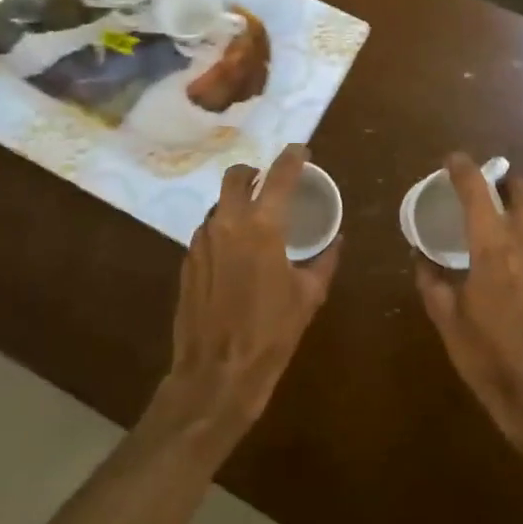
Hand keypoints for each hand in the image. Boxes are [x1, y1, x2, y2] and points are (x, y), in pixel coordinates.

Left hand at [164, 145, 340, 433]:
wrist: (216, 373)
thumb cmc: (270, 334)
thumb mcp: (308, 297)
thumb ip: (324, 261)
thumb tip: (336, 240)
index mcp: (262, 226)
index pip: (279, 176)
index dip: (293, 157)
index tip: (301, 150)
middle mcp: (227, 223)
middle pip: (236, 176)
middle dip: (254, 172)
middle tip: (269, 182)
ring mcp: (202, 240)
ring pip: (219, 204)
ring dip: (238, 203)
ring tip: (255, 222)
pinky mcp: (187, 260)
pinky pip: (208, 230)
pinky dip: (224, 229)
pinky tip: (235, 254)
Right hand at [414, 154, 522, 448]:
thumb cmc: (487, 356)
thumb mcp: (447, 319)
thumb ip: (431, 281)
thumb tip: (421, 258)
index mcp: (493, 248)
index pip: (477, 191)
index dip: (463, 169)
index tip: (452, 159)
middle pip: (521, 190)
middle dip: (501, 180)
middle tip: (480, 188)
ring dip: (515, 206)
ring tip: (493, 221)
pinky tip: (513, 256)